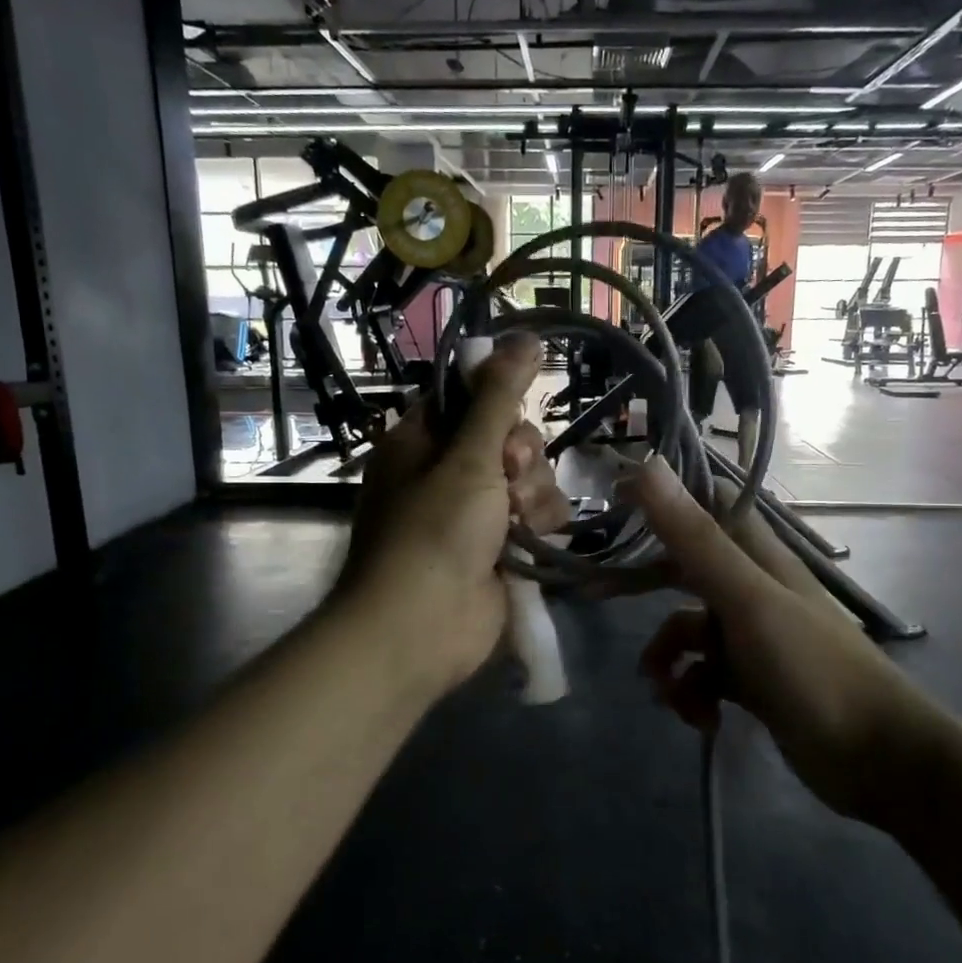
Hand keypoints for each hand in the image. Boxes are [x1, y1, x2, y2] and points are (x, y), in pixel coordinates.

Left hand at [341, 334, 567, 695]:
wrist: (422, 627)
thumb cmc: (433, 531)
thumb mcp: (467, 456)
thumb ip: (499, 396)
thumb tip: (526, 336)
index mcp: (421, 442)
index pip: (469, 398)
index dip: (497, 402)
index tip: (510, 416)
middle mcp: (447, 472)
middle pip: (509, 437)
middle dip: (520, 456)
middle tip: (509, 475)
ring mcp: (476, 513)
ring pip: (530, 477)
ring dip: (533, 493)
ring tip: (518, 520)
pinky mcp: (501, 547)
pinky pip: (538, 516)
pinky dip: (540, 524)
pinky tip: (532, 539)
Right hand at [622, 460, 961, 826]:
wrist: (876, 758)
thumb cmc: (813, 668)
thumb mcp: (747, 600)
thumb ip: (696, 538)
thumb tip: (648, 466)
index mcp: (757, 555)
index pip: (707, 502)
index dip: (664, 495)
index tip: (614, 499)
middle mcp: (751, 587)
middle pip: (684, 568)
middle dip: (644, 584)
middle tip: (597, 594)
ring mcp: (750, 636)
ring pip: (686, 632)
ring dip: (669, 661)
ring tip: (669, 693)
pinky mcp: (749, 681)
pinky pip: (701, 676)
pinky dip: (692, 695)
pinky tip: (704, 720)